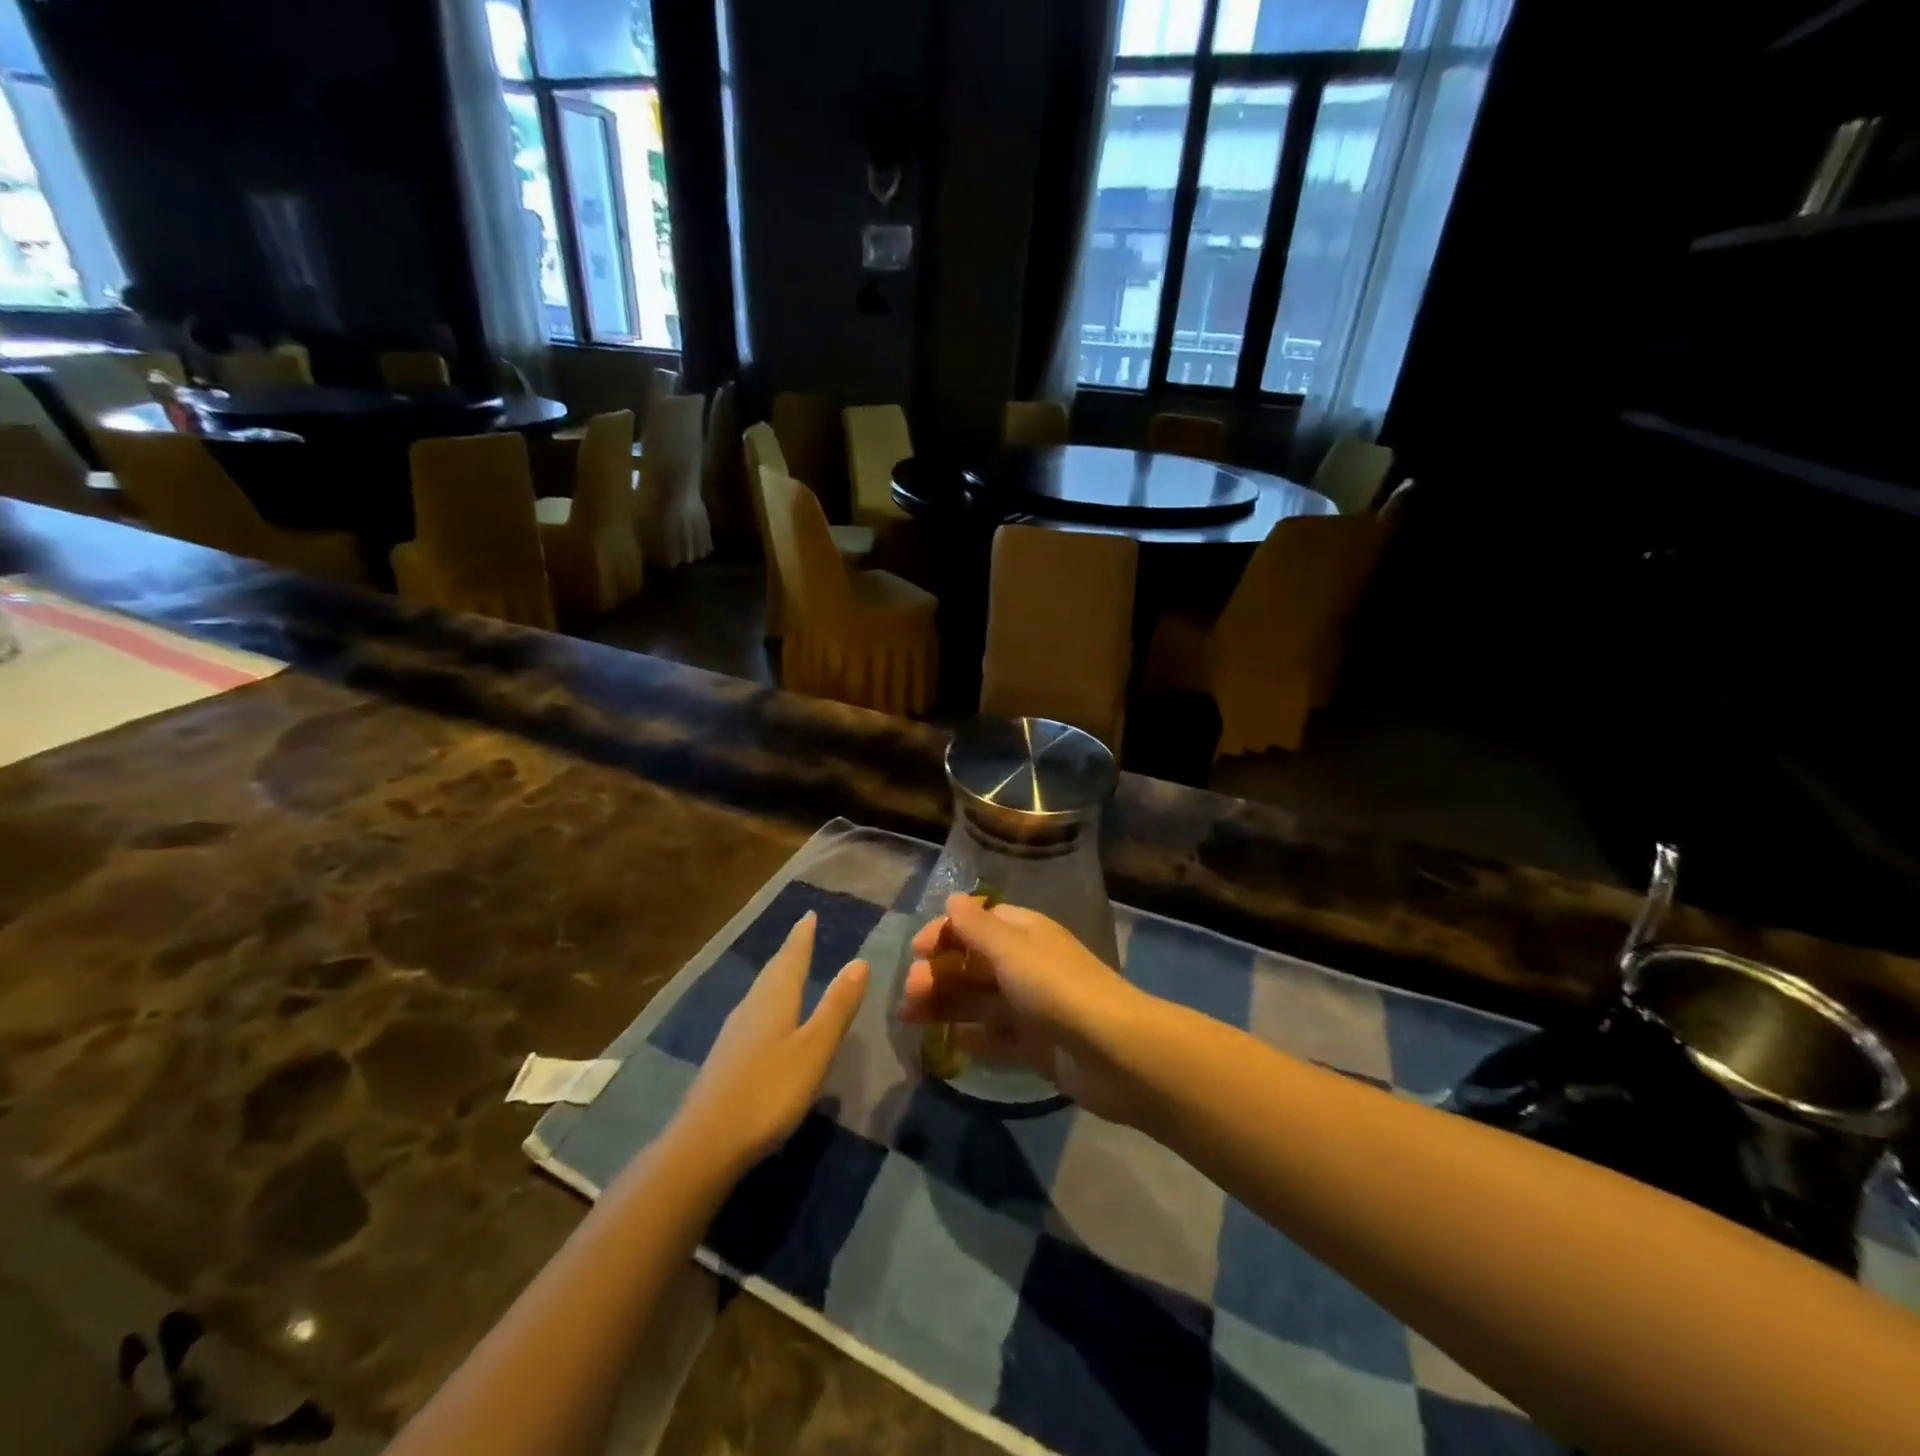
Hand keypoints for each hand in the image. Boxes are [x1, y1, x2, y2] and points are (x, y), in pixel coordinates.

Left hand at [673, 913, 868, 1172]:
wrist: (706, 1144)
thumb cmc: (769, 1091)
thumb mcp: (814, 1049)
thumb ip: (836, 1007)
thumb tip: (859, 961)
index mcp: (774, 999)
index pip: (791, 958)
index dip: (802, 937)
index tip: (808, 914)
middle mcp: (751, 1007)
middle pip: (773, 972)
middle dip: (789, 953)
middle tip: (801, 935)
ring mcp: (733, 1034)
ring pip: (760, 993)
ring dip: (776, 977)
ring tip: (787, 969)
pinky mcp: (725, 1059)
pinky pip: (752, 1014)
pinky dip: (767, 1003)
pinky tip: (766, 1019)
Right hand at [898, 895, 1149, 1122]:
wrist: (1115, 1052)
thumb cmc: (1056, 988)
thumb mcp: (1011, 949)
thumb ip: (977, 927)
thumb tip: (952, 899)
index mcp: (1025, 933)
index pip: (978, 922)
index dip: (946, 932)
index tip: (917, 950)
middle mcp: (1027, 965)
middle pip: (974, 963)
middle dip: (940, 972)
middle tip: (910, 993)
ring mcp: (1032, 1007)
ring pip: (980, 1000)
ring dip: (946, 1004)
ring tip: (909, 1017)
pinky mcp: (1036, 1046)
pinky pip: (996, 1038)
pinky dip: (973, 1038)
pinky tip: (948, 1044)